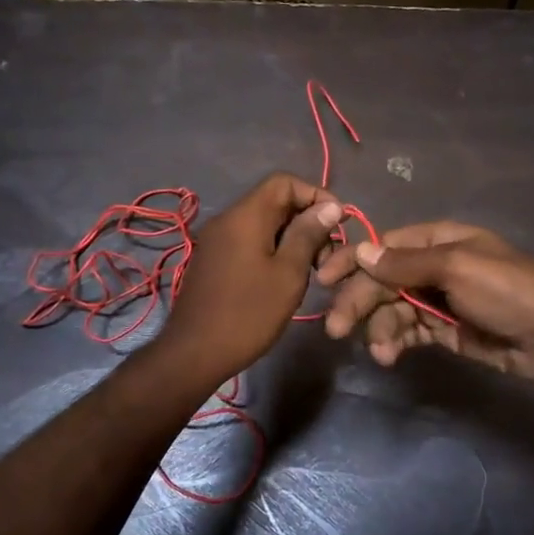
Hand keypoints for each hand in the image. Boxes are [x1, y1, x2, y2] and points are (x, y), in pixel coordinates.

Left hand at [157, 173, 343, 385]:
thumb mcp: (289, 273)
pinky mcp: (213, 261)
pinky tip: (285, 278)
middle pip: (274, 201)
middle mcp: (227, 219)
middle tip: (327, 255)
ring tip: (311, 270)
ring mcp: (216, 240)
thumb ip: (309, 234)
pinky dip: (272, 250)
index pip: (284, 182)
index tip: (338, 223)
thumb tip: (331, 206)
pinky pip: (248, 241)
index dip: (316, 195)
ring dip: (291, 238)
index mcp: (246, 215)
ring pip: (263, 223)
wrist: (195, 353)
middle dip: (306, 220)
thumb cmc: (248, 313)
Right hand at [314, 221, 533, 382]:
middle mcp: (433, 267)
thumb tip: (360, 251)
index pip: (383, 247)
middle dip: (359, 302)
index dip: (352, 262)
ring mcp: (438, 301)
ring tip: (380, 353)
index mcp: (437, 241)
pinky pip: (408, 332)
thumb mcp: (457, 268)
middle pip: (382, 281)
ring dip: (379, 329)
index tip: (323, 280)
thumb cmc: (509, 289)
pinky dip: (396, 343)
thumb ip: (406, 263)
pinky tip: (390, 357)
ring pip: (392, 310)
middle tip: (337, 329)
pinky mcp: (444, 332)